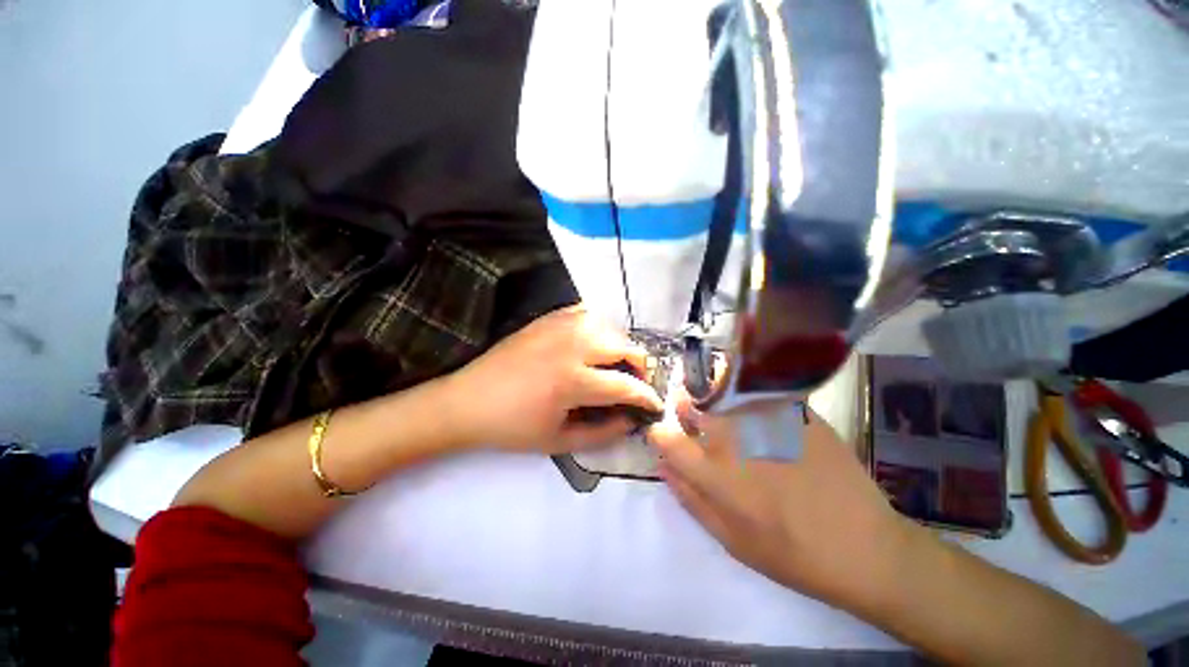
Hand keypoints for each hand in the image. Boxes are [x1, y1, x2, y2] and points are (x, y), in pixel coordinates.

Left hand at [446, 306, 662, 452]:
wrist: (467, 401)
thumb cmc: (512, 427)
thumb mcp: (559, 441)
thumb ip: (603, 432)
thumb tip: (631, 419)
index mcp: (573, 381)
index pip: (626, 385)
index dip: (646, 396)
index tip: (655, 403)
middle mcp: (572, 346)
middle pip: (624, 346)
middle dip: (640, 366)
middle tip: (635, 383)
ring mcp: (559, 327)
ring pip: (609, 326)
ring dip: (620, 345)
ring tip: (614, 364)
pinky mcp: (548, 319)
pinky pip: (586, 313)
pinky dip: (598, 327)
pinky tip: (592, 342)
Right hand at [648, 398, 915, 612]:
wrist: (865, 546)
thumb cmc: (792, 554)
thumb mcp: (731, 539)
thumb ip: (690, 498)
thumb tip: (662, 466)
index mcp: (714, 472)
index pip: (666, 437)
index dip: (659, 434)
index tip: (665, 437)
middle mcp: (733, 438)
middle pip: (690, 403)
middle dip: (684, 407)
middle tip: (695, 419)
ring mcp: (765, 419)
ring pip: (720, 390)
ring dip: (713, 397)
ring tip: (726, 413)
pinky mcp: (794, 411)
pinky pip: (756, 392)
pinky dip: (747, 396)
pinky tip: (761, 412)